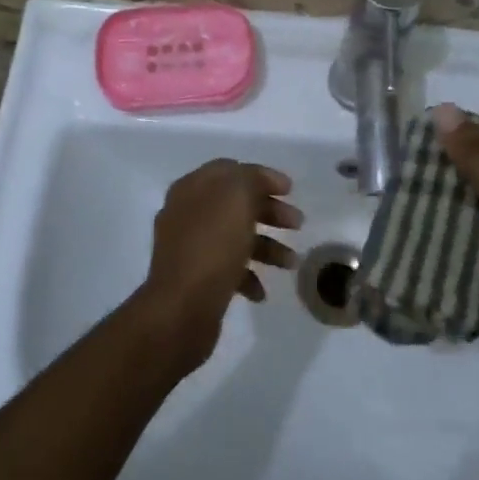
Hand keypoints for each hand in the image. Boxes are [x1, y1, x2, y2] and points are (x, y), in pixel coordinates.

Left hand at [138, 159, 300, 368]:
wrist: (181, 309)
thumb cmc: (212, 246)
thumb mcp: (237, 198)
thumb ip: (251, 179)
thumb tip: (259, 180)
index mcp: (192, 188)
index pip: (230, 170)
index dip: (262, 176)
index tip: (290, 191)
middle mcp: (186, 213)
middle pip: (235, 203)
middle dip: (269, 211)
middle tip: (297, 224)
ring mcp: (188, 247)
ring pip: (234, 237)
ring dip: (266, 246)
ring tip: (290, 263)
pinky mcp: (194, 278)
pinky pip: (226, 268)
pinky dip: (248, 275)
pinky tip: (260, 292)